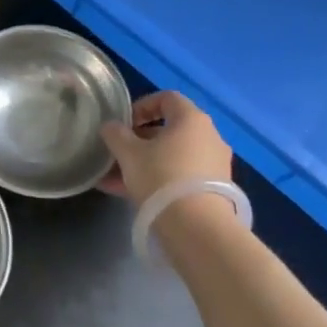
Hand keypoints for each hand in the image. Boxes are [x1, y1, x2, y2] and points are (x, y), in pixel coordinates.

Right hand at [99, 91, 233, 206]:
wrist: (197, 228)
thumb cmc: (161, 177)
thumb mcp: (128, 154)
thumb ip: (116, 135)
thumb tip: (111, 126)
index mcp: (191, 119)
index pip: (167, 98)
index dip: (142, 106)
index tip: (123, 123)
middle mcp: (209, 136)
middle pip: (169, 130)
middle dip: (139, 141)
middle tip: (118, 154)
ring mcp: (215, 164)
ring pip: (173, 157)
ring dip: (145, 164)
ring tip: (116, 181)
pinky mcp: (215, 190)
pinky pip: (181, 177)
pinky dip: (159, 180)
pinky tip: (133, 196)